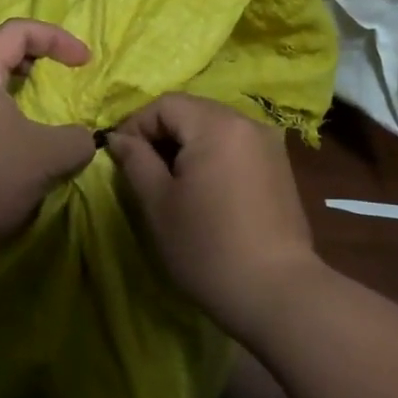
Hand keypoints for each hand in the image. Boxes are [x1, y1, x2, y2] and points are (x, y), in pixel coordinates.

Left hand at [0, 18, 97, 254]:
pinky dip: (18, 122)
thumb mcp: (47, 156)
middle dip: (43, 62)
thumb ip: (77, 140)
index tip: (86, 62)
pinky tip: (33, 149)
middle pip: (5, 55)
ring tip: (56, 116)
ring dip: (30, 97)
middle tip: (70, 79)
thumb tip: (86, 140)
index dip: (57, 38)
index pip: (19, 31)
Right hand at [107, 93, 319, 335]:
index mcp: (217, 124)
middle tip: (142, 171)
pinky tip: (204, 191)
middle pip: (192, 111)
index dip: (136, 125)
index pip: (165, 105)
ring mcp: (269, 144)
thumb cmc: (207, 246)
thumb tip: (118, 138)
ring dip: (186, 146)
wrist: (276, 292)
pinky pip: (235, 145)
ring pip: (214, 128)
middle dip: (161, 134)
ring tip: (171, 183)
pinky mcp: (279, 167)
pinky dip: (212, 156)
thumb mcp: (158, 203)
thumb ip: (135, 161)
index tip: (120, 158)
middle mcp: (247, 123)